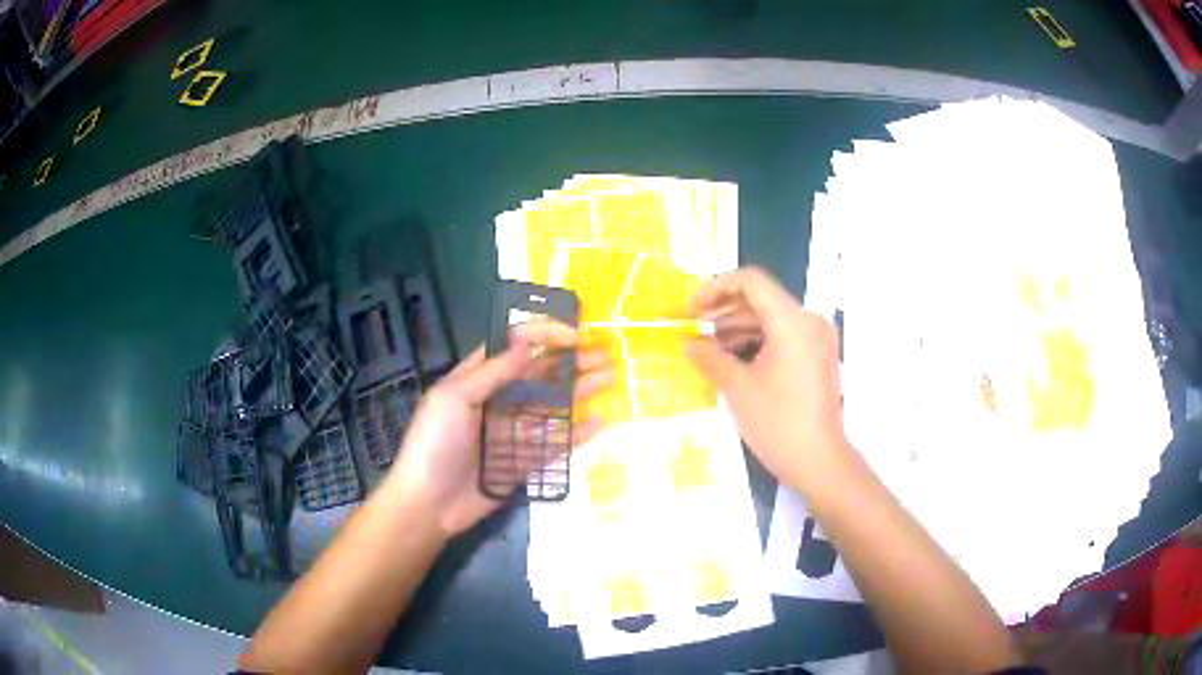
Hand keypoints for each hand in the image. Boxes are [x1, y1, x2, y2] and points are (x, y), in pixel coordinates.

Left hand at [388, 322, 611, 535]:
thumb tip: (525, 341)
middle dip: (570, 362)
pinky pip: (554, 443)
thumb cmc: (435, 443)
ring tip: (609, 378)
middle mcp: (497, 400)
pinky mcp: (522, 461)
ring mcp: (511, 432)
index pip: (513, 347)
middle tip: (604, 355)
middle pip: (539, 375)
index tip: (574, 335)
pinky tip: (600, 421)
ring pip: (551, 405)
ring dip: (579, 391)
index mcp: (476, 379)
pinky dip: (576, 432)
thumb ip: (492, 372)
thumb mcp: (454, 398)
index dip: (543, 336)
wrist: (429, 503)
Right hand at [685, 267, 849, 492]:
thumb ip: (709, 357)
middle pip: (762, 299)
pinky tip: (734, 358)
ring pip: (772, 318)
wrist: (819, 460)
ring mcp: (817, 339)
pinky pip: (784, 336)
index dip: (716, 288)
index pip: (751, 281)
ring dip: (739, 326)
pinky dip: (758, 341)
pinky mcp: (818, 357)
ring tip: (709, 346)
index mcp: (792, 320)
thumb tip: (688, 344)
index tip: (692, 309)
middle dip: (725, 309)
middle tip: (695, 326)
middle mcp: (809, 321)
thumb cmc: (777, 422)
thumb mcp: (737, 387)